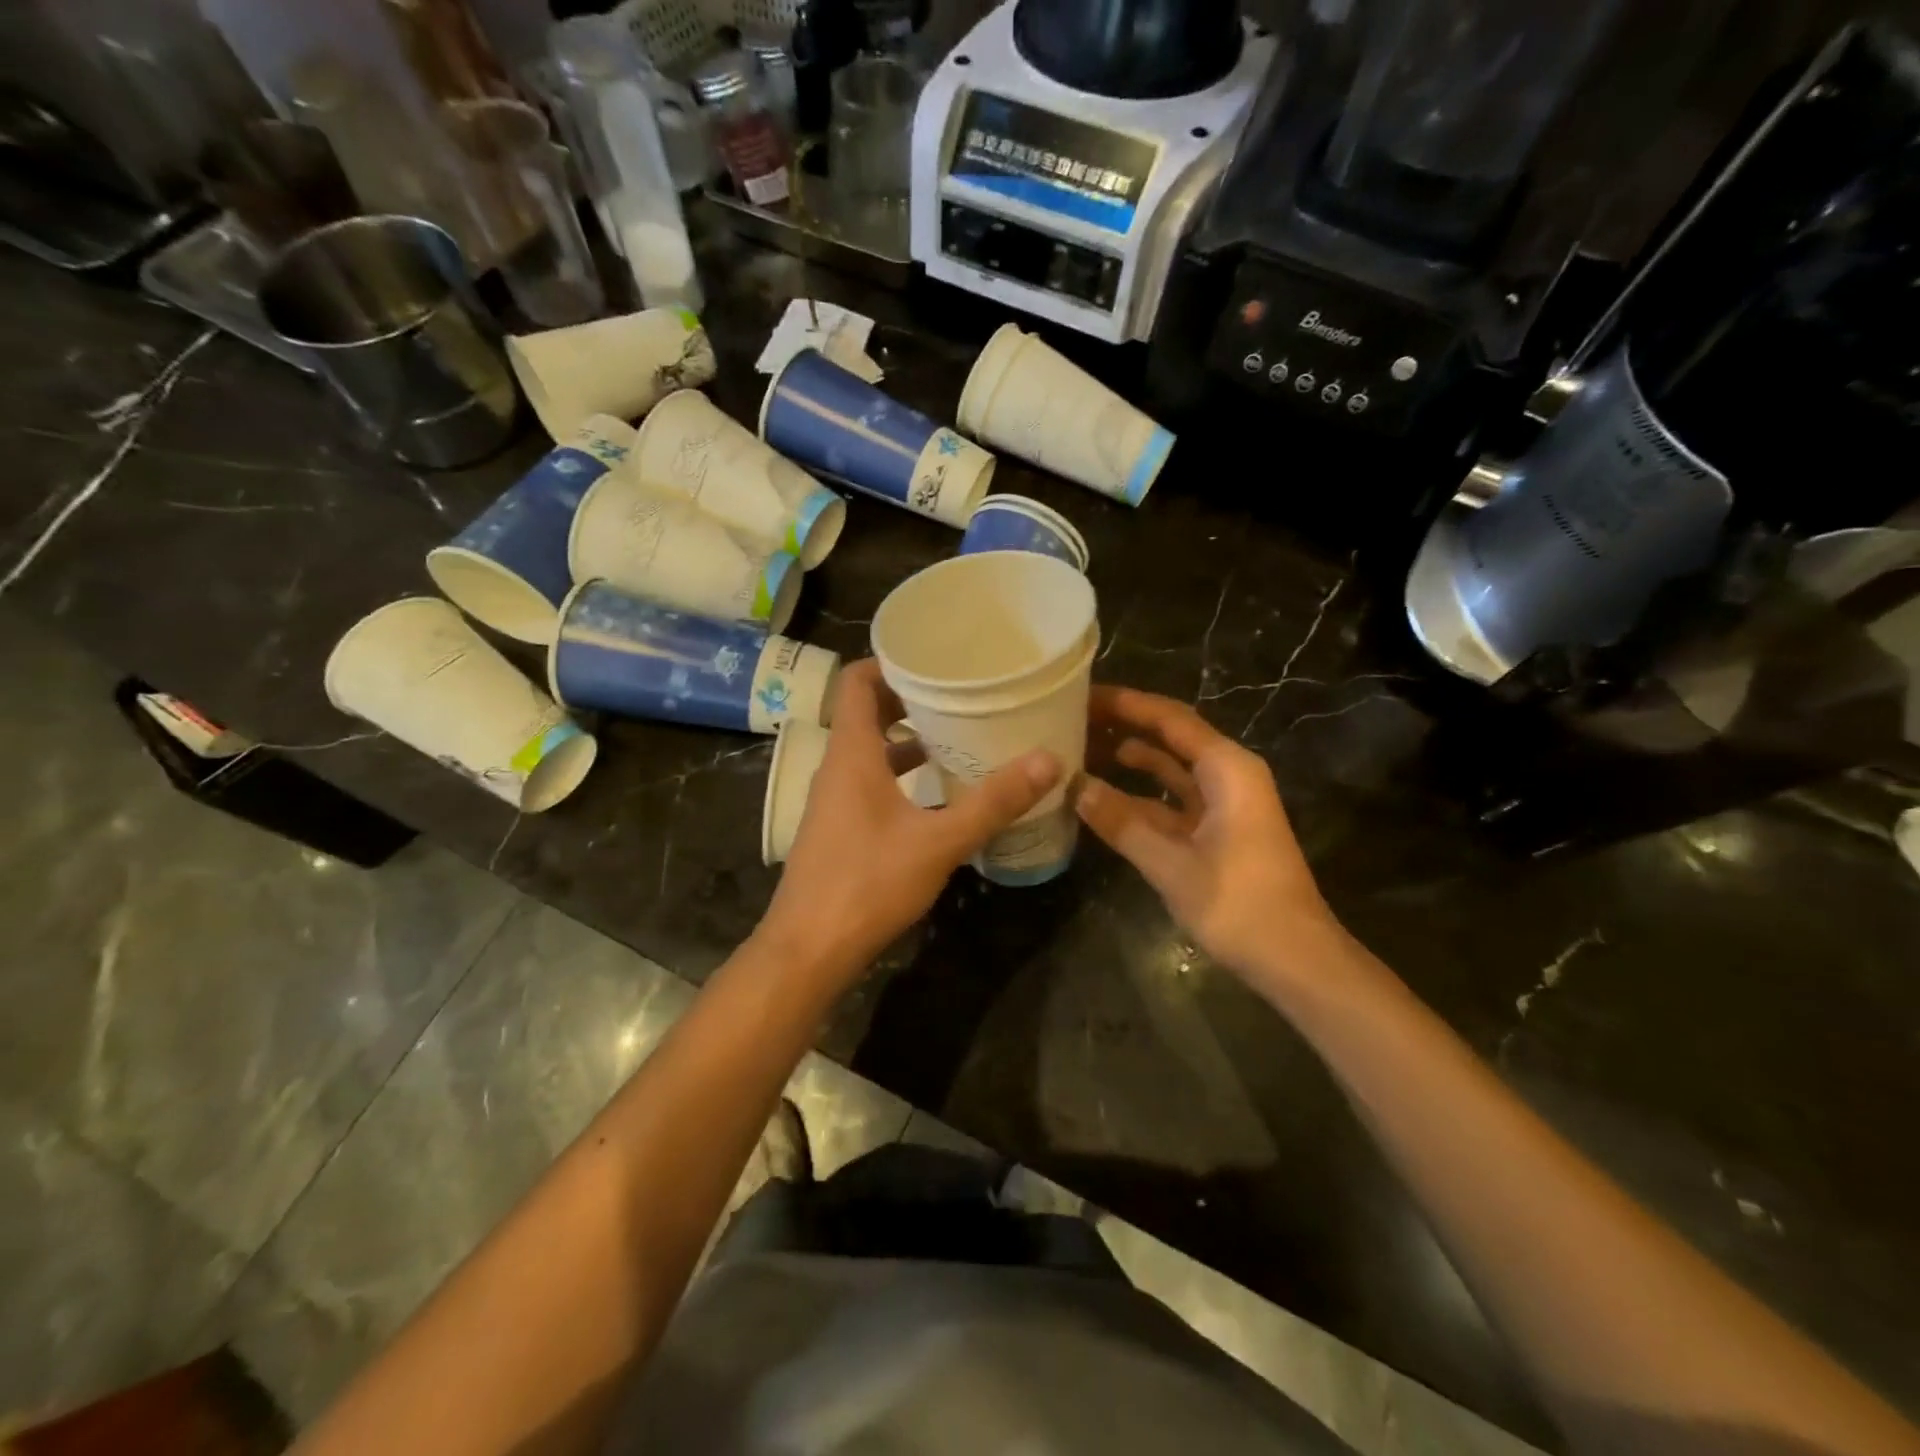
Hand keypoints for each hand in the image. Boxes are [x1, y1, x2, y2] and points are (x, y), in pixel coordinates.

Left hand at [763, 659, 1060, 977]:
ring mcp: (835, 799)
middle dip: (910, 698)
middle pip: (867, 712)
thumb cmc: (867, 884)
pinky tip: (939, 791)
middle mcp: (837, 767)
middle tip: (961, 691)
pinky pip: (871, 781)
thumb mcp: (938, 842)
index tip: (934, 657)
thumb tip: (1048, 760)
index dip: (889, 662)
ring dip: (908, 738)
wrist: (809, 950)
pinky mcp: (840, 827)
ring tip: (958, 733)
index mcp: (851, 753)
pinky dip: (901, 774)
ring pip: (870, 750)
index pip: (856, 682)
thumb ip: (993, 802)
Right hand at [1075, 686, 1339, 983]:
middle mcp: (1228, 775)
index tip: (1082, 694)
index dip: (1126, 703)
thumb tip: (1075, 786)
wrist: (1294, 959)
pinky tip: (1103, 796)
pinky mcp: (1218, 830)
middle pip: (1170, 737)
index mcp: (1228, 769)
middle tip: (1073, 717)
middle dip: (1125, 725)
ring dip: (1131, 759)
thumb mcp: (1171, 863)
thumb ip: (1121, 822)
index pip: (1170, 719)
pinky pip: (1173, 800)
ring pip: (1170, 769)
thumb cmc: (1239, 904)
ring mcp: (1224, 804)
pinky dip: (1141, 796)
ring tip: (1081, 748)